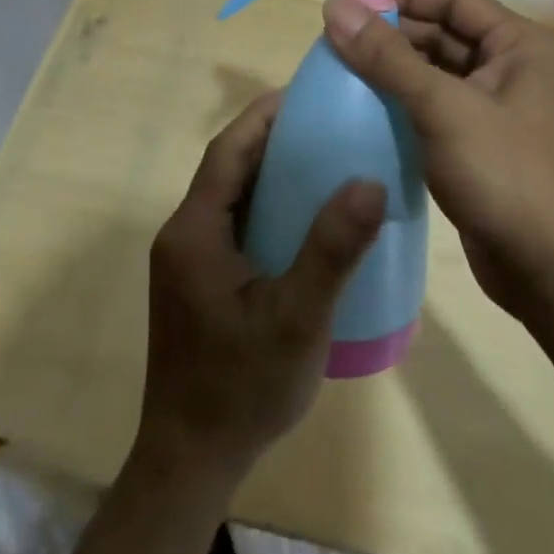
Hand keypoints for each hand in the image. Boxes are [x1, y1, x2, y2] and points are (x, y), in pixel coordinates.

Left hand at [134, 90, 385, 486]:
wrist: (191, 460)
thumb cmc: (241, 386)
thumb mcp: (296, 318)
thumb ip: (332, 250)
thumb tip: (369, 182)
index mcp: (194, 230)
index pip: (227, 151)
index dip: (263, 116)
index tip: (306, 93)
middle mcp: (183, 235)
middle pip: (227, 168)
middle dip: (270, 138)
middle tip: (325, 123)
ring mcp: (187, 261)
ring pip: (230, 197)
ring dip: (267, 173)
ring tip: (321, 159)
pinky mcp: (197, 282)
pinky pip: (232, 225)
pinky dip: (264, 207)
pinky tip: (302, 219)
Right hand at [322, 0, 553, 318]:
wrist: (552, 271)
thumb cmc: (504, 174)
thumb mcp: (442, 108)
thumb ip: (386, 57)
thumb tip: (334, 5)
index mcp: (520, 43)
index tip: (349, 4)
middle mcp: (515, 67)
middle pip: (445, 32)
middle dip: (394, 34)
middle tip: (337, 42)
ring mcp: (501, 107)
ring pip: (439, 71)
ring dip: (396, 70)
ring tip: (343, 72)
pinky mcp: (484, 142)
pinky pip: (439, 106)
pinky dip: (406, 103)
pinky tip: (367, 110)